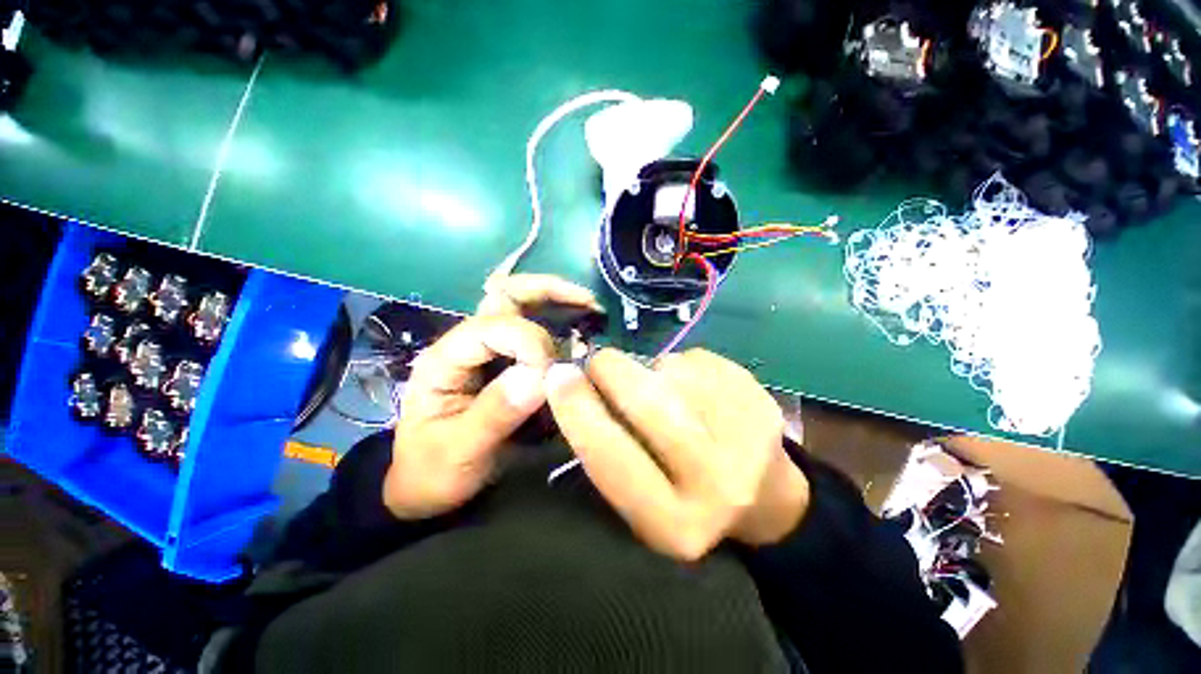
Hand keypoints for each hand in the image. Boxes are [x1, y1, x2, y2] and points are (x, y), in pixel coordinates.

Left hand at [383, 275, 599, 518]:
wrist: (424, 485)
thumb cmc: (433, 470)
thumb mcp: (458, 451)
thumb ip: (496, 413)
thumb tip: (539, 375)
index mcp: (446, 359)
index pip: (494, 327)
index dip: (530, 342)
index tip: (552, 374)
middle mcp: (468, 343)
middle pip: (505, 295)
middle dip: (549, 291)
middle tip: (588, 303)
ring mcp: (487, 350)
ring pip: (520, 305)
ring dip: (557, 301)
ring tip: (591, 310)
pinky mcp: (504, 361)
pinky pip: (532, 328)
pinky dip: (558, 322)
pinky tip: (579, 330)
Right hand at [545, 348, 809, 560]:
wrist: (765, 498)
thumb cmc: (685, 498)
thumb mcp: (641, 498)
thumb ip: (608, 451)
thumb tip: (574, 385)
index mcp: (674, 523)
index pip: (611, 459)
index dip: (577, 411)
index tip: (557, 375)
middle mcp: (717, 483)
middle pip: (648, 403)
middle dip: (611, 370)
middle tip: (598, 361)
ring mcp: (748, 436)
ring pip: (672, 371)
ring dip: (651, 370)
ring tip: (660, 388)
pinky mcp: (761, 399)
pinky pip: (698, 359)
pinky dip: (682, 364)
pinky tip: (693, 387)